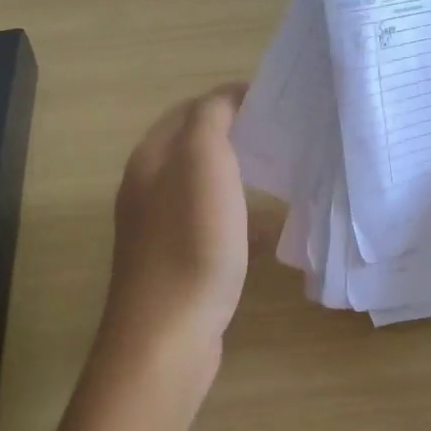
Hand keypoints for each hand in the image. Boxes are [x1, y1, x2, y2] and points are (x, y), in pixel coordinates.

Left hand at [100, 83, 250, 392]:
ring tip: (279, 174)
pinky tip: (265, 229)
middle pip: (194, 146)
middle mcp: (148, 187)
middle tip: (282, 135)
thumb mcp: (203, 162)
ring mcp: (159, 228)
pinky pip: (210, 223)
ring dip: (238, 174)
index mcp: (151, 158)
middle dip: (236, 134)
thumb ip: (212, 118)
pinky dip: (237, 215)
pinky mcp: (176, 262)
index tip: (277, 103)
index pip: (191, 109)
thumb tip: (229, 95)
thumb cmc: (191, 241)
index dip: (231, 99)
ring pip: (203, 185)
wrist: (167, 335)